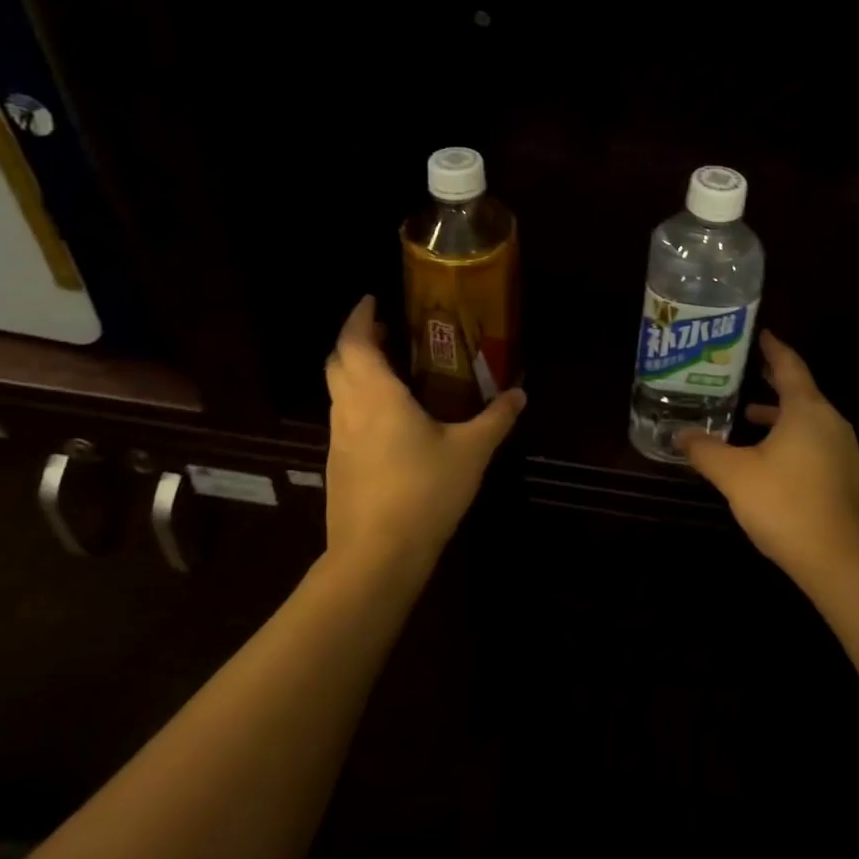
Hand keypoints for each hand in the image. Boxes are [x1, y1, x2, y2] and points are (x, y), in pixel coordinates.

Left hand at [322, 295, 525, 571]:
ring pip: (338, 392)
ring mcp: (338, 440)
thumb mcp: (471, 452)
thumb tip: (519, 394)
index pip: (354, 343)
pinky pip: (344, 418)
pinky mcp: (338, 466)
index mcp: (376, 396)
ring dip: (356, 372)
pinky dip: (359, 402)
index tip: (373, 300)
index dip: (360, 317)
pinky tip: (390, 421)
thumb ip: (496, 419)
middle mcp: (350, 410)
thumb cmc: (423, 492)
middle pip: (338, 363)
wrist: (376, 558)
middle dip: (358, 341)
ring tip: (393, 371)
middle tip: (389, 333)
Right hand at [678, 331, 858, 591]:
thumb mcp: (735, 475)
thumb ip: (706, 451)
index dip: (772, 347)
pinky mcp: (844, 475)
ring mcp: (842, 449)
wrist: (844, 562)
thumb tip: (679, 435)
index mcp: (807, 409)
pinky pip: (813, 440)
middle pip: (799, 389)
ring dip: (778, 412)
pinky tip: (767, 456)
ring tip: (746, 413)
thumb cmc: (787, 505)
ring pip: (806, 418)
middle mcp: (829, 421)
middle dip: (771, 379)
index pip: (789, 364)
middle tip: (743, 369)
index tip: (759, 333)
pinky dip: (789, 435)